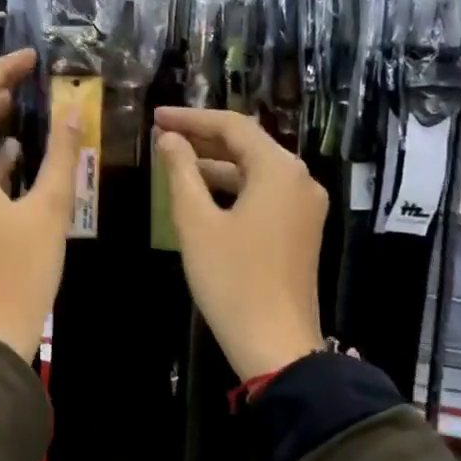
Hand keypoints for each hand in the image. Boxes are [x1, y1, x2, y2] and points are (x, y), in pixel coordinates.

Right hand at [155, 108, 327, 379]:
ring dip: (215, 164)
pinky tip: (201, 193)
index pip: (233, 126)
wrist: (276, 343)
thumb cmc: (231, 279)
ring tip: (173, 161)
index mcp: (279, 170)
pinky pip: (263, 193)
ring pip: (255, 170)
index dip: (191, 118)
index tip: (156, 117)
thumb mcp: (196, 223)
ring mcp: (304, 207)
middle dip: (203, 138)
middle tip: (161, 135)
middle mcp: (299, 180)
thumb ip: (181, 173)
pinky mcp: (300, 230)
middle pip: (248, 145)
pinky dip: (231, 187)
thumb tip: (169, 139)